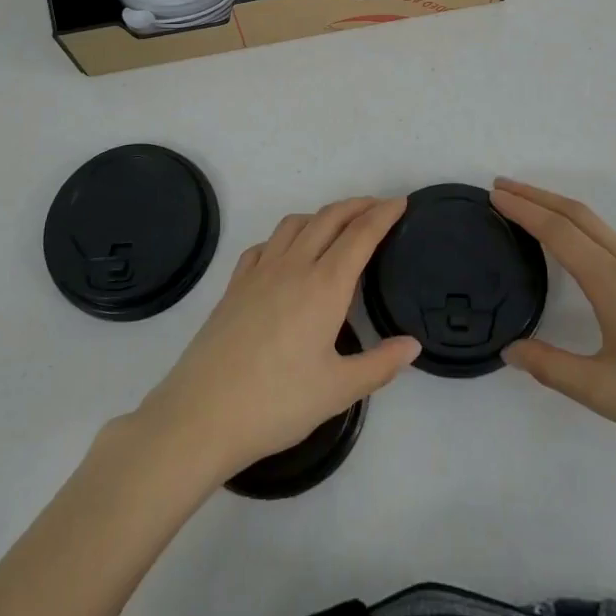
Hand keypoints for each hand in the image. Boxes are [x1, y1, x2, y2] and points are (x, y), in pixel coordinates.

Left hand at [129, 197, 419, 484]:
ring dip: (321, 215)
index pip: (360, 235)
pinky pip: (264, 245)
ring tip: (337, 225)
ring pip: (294, 224)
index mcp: (324, 285)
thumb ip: (380, 364)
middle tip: (378, 206)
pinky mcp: (234, 285)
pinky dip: (285, 237)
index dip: (383, 214)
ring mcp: (259, 272)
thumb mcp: (338, 390)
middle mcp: (293, 266)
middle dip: (357, 205)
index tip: (400, 202)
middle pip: (328, 218)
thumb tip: (413, 345)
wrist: (202, 414)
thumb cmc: (277, 403)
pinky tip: (287, 254)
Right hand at [493, 178, 615, 480]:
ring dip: (561, 210)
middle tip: (502, 187)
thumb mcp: (605, 393)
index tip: (494, 194)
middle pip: (580, 215)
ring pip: (600, 226)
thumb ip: (551, 367)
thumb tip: (510, 349)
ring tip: (530, 210)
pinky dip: (583, 229)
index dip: (524, 209)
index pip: (560, 232)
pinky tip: (578, 248)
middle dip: (538, 196)